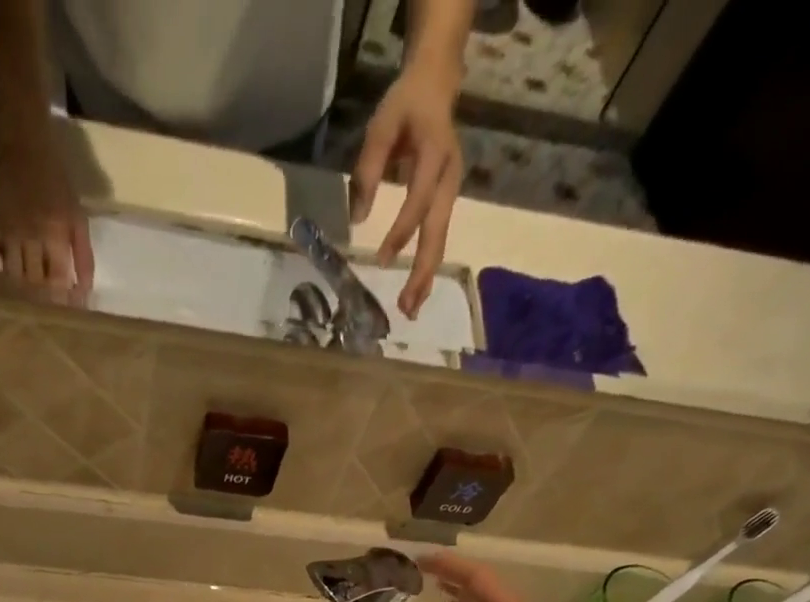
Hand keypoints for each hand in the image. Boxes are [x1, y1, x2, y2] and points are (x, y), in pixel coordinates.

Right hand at [0, 134, 93, 302]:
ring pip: (10, 273)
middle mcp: (29, 235)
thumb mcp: (78, 219)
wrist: (28, 149)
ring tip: (23, 310)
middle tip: (44, 320)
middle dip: (40, 303)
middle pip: (33, 281)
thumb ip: (84, 256)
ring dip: (17, 293)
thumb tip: (85, 292)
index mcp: (55, 234)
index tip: (65, 317)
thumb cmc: (59, 187)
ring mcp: (7, 229)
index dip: (62, 301)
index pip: (57, 279)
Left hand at [349, 64, 463, 319]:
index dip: (401, 230)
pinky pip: (438, 238)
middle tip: (406, 305)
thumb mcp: (380, 127)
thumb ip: (368, 171)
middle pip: (437, 231)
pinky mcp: (447, 201)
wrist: (437, 84)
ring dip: (426, 277)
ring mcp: (452, 191)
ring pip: (440, 240)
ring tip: (411, 309)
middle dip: (422, 270)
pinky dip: (428, 266)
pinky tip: (418, 291)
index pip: (419, 200)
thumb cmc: (404, 105)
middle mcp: (450, 177)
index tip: (382, 259)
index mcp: (435, 154)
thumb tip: (357, 219)